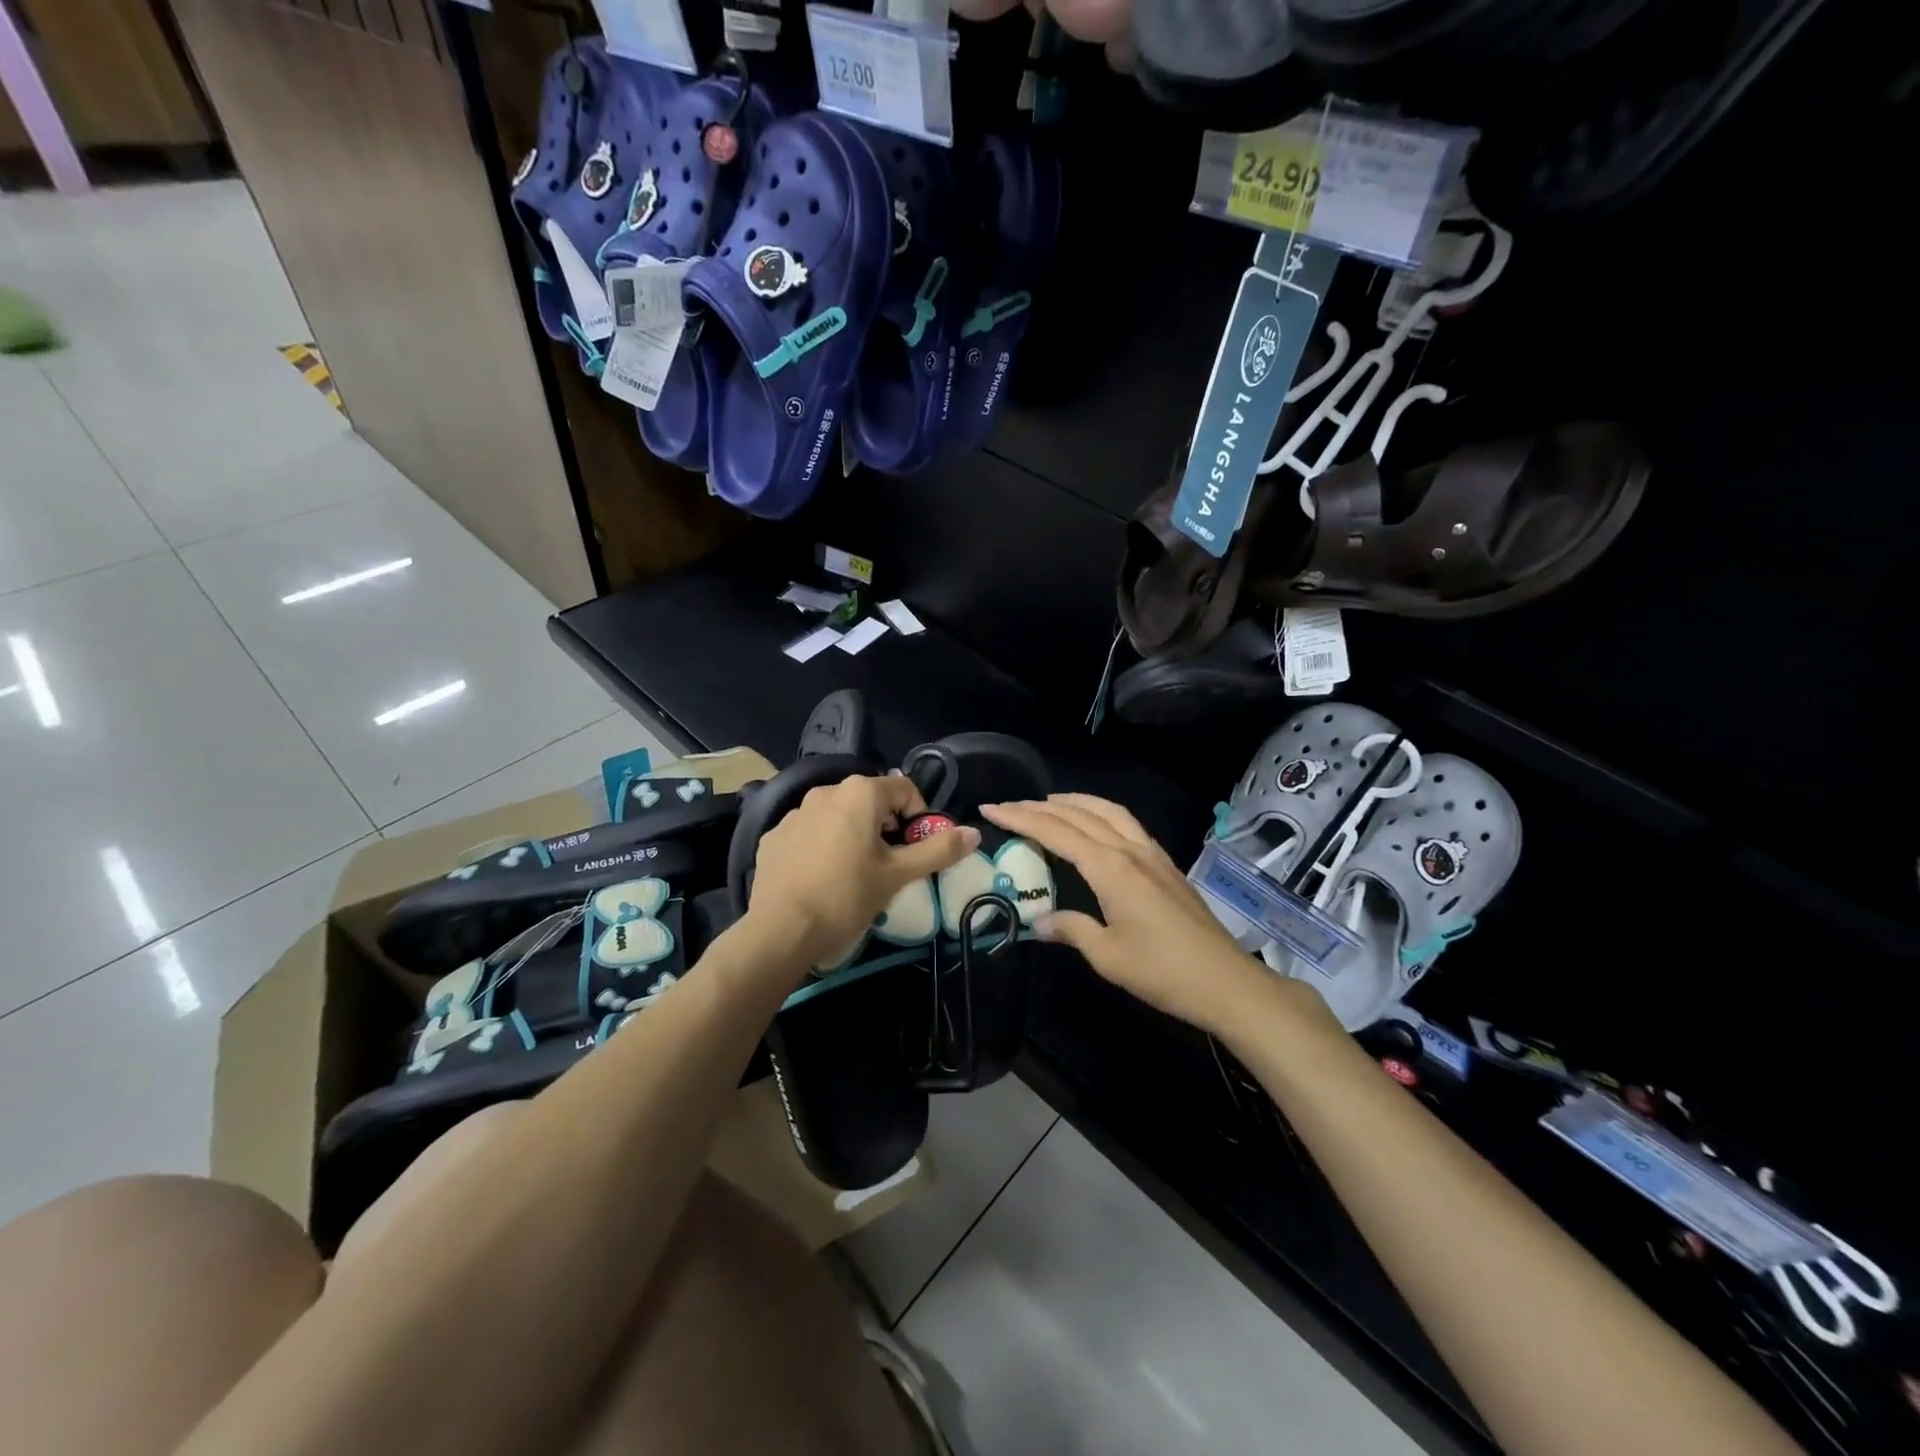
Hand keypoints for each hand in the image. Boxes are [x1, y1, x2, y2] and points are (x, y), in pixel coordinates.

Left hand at [748, 774, 979, 969]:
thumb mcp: (898, 875)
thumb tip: (974, 833)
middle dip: (885, 827)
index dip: (919, 818)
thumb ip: (938, 850)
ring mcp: (795, 813)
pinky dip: (822, 846)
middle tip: (888, 865)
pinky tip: (821, 878)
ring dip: (853, 835)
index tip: (916, 850)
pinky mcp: (774, 836)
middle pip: (870, 801)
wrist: (781, 930)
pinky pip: (809, 832)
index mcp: (860, 793)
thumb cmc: (847, 896)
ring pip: (838, 816)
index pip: (905, 790)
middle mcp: (825, 791)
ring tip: (853, 873)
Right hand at [981, 794, 1320, 1034]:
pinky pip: (1127, 823)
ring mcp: (1151, 854)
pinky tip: (1095, 823)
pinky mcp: (1165, 864)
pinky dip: (1101, 812)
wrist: (1225, 981)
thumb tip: (1038, 921)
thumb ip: (1071, 930)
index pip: (1056, 832)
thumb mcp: (1107, 956)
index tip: (992, 807)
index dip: (1021, 818)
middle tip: (1009, 803)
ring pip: (1107, 811)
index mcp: (1110, 868)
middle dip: (1040, 806)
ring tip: (1048, 802)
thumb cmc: (1162, 971)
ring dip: (1074, 801)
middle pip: (1079, 815)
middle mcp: (1129, 850)